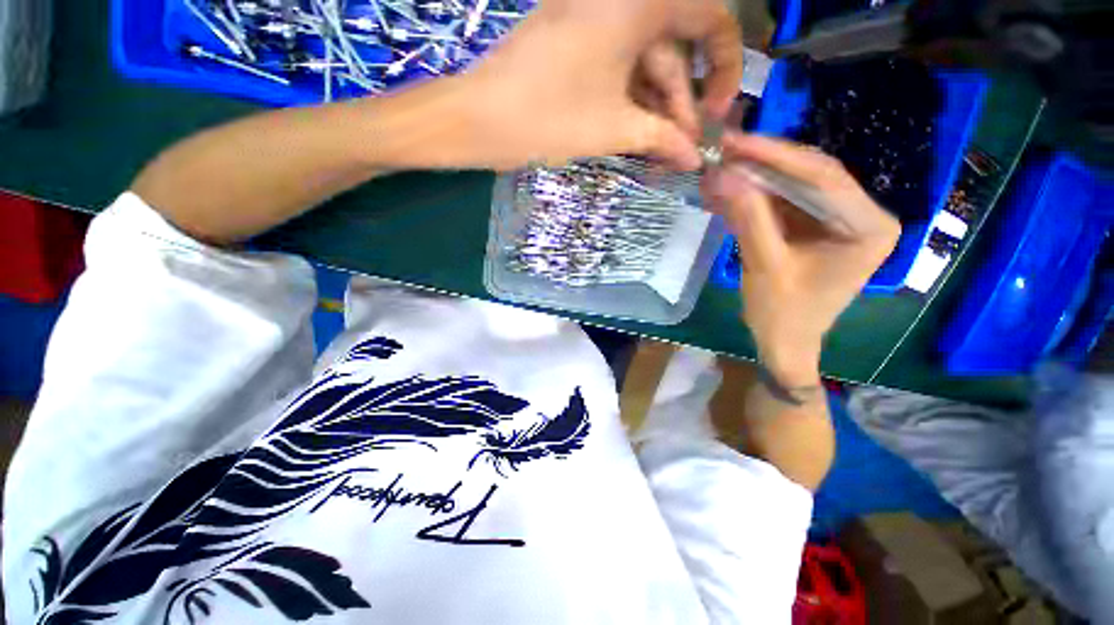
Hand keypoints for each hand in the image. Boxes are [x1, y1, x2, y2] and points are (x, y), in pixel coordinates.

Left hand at [445, 0, 742, 170]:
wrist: (477, 119)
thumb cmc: (547, 118)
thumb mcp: (613, 129)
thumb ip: (662, 138)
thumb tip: (695, 158)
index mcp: (636, 4)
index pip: (709, 18)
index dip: (724, 65)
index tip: (718, 110)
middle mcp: (619, 0)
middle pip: (670, 52)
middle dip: (679, 104)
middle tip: (683, 151)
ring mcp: (594, 18)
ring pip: (642, 64)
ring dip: (655, 108)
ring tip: (661, 151)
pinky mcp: (576, 41)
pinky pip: (617, 67)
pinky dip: (631, 99)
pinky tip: (637, 132)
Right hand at [705, 134, 900, 384]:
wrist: (784, 342)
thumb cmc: (783, 314)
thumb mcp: (765, 266)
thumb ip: (748, 218)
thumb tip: (722, 174)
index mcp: (870, 227)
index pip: (824, 178)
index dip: (776, 157)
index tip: (735, 143)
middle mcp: (864, 215)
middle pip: (813, 174)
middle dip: (765, 162)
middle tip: (724, 150)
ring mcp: (840, 218)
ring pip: (796, 183)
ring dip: (757, 176)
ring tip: (721, 167)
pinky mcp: (816, 225)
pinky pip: (786, 200)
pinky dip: (756, 194)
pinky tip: (731, 188)